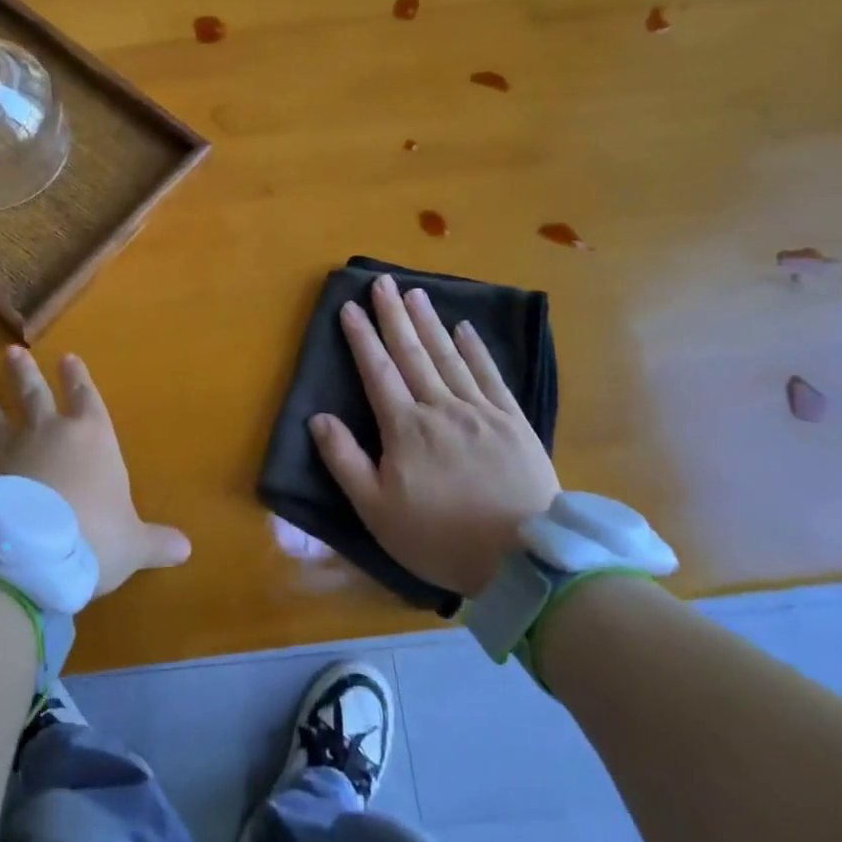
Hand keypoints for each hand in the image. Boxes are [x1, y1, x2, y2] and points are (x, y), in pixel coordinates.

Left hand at [0, 347, 190, 596]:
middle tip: (13, 352)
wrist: (36, 552)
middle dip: (27, 374)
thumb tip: (186, 549)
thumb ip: (156, 542)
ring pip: (5, 414)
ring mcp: (18, 448)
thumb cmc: (96, 536)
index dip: (78, 378)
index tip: (67, 358)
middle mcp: (55, 432)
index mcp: (95, 437)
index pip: (87, 398)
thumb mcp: (133, 545)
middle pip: (39, 394)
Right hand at [311, 274, 560, 596]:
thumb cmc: (440, 538)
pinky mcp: (513, 422)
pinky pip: (490, 375)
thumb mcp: (376, 511)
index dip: (361, 337)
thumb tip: (318, 418)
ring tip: (415, 294)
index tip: (350, 306)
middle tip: (382, 282)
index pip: (377, 371)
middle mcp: (440, 408)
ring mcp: (480, 411)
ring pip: (448, 356)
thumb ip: (345, 461)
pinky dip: (476, 349)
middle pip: (411, 353)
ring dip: (429, 323)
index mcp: (405, 428)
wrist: (523, 559)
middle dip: (393, 316)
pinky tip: (466, 328)